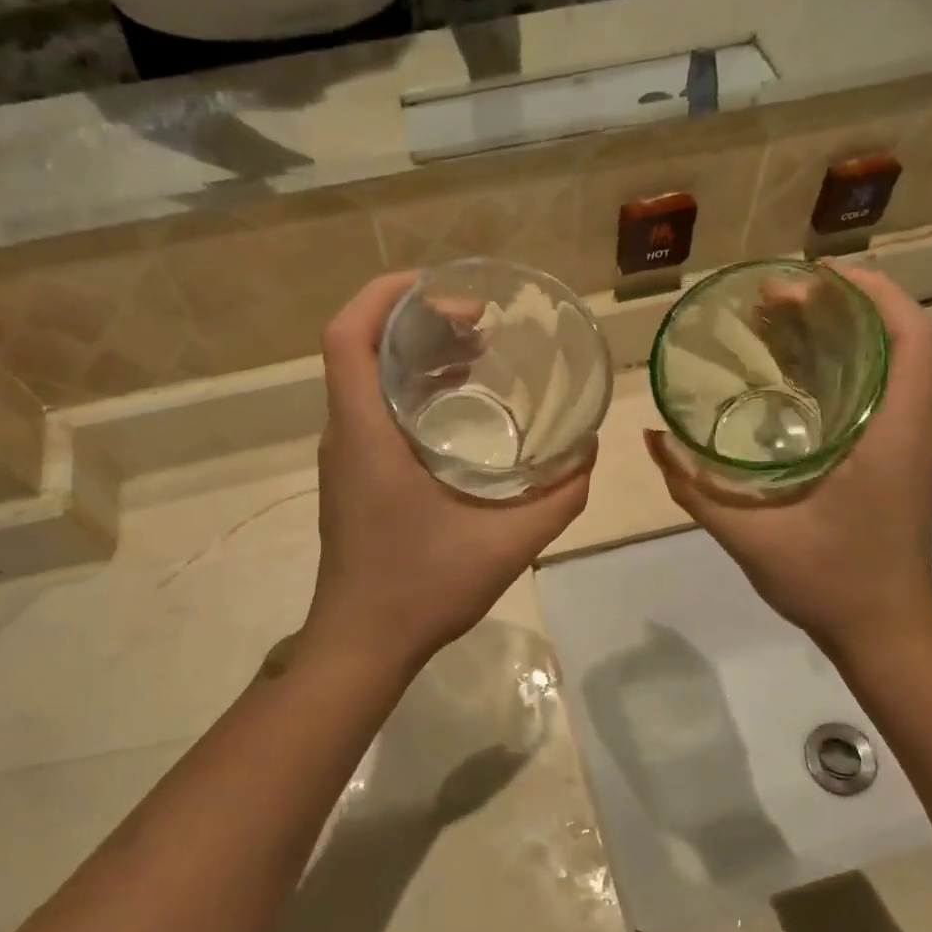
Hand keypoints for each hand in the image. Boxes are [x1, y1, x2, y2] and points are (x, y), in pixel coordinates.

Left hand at [306, 272, 593, 673]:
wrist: (363, 642)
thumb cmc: (423, 588)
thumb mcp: (507, 543)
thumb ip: (558, 497)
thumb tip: (588, 453)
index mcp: (367, 432)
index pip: (349, 335)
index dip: (388, 294)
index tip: (444, 289)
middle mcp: (345, 433)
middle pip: (363, 347)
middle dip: (417, 319)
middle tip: (479, 324)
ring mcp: (344, 456)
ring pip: (367, 378)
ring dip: (415, 355)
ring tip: (476, 353)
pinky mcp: (351, 476)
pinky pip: (373, 409)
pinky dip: (411, 391)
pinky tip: (459, 408)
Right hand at [646, 265, 931, 653]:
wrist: (883, 631)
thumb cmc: (829, 582)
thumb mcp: (751, 536)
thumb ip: (695, 489)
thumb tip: (654, 441)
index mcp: (891, 434)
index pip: (910, 337)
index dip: (873, 292)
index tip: (817, 275)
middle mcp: (907, 428)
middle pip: (890, 342)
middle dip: (836, 307)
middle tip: (771, 300)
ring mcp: (904, 446)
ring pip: (881, 368)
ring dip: (834, 339)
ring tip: (773, 326)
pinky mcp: (893, 462)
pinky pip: (871, 398)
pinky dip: (835, 374)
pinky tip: (787, 381)